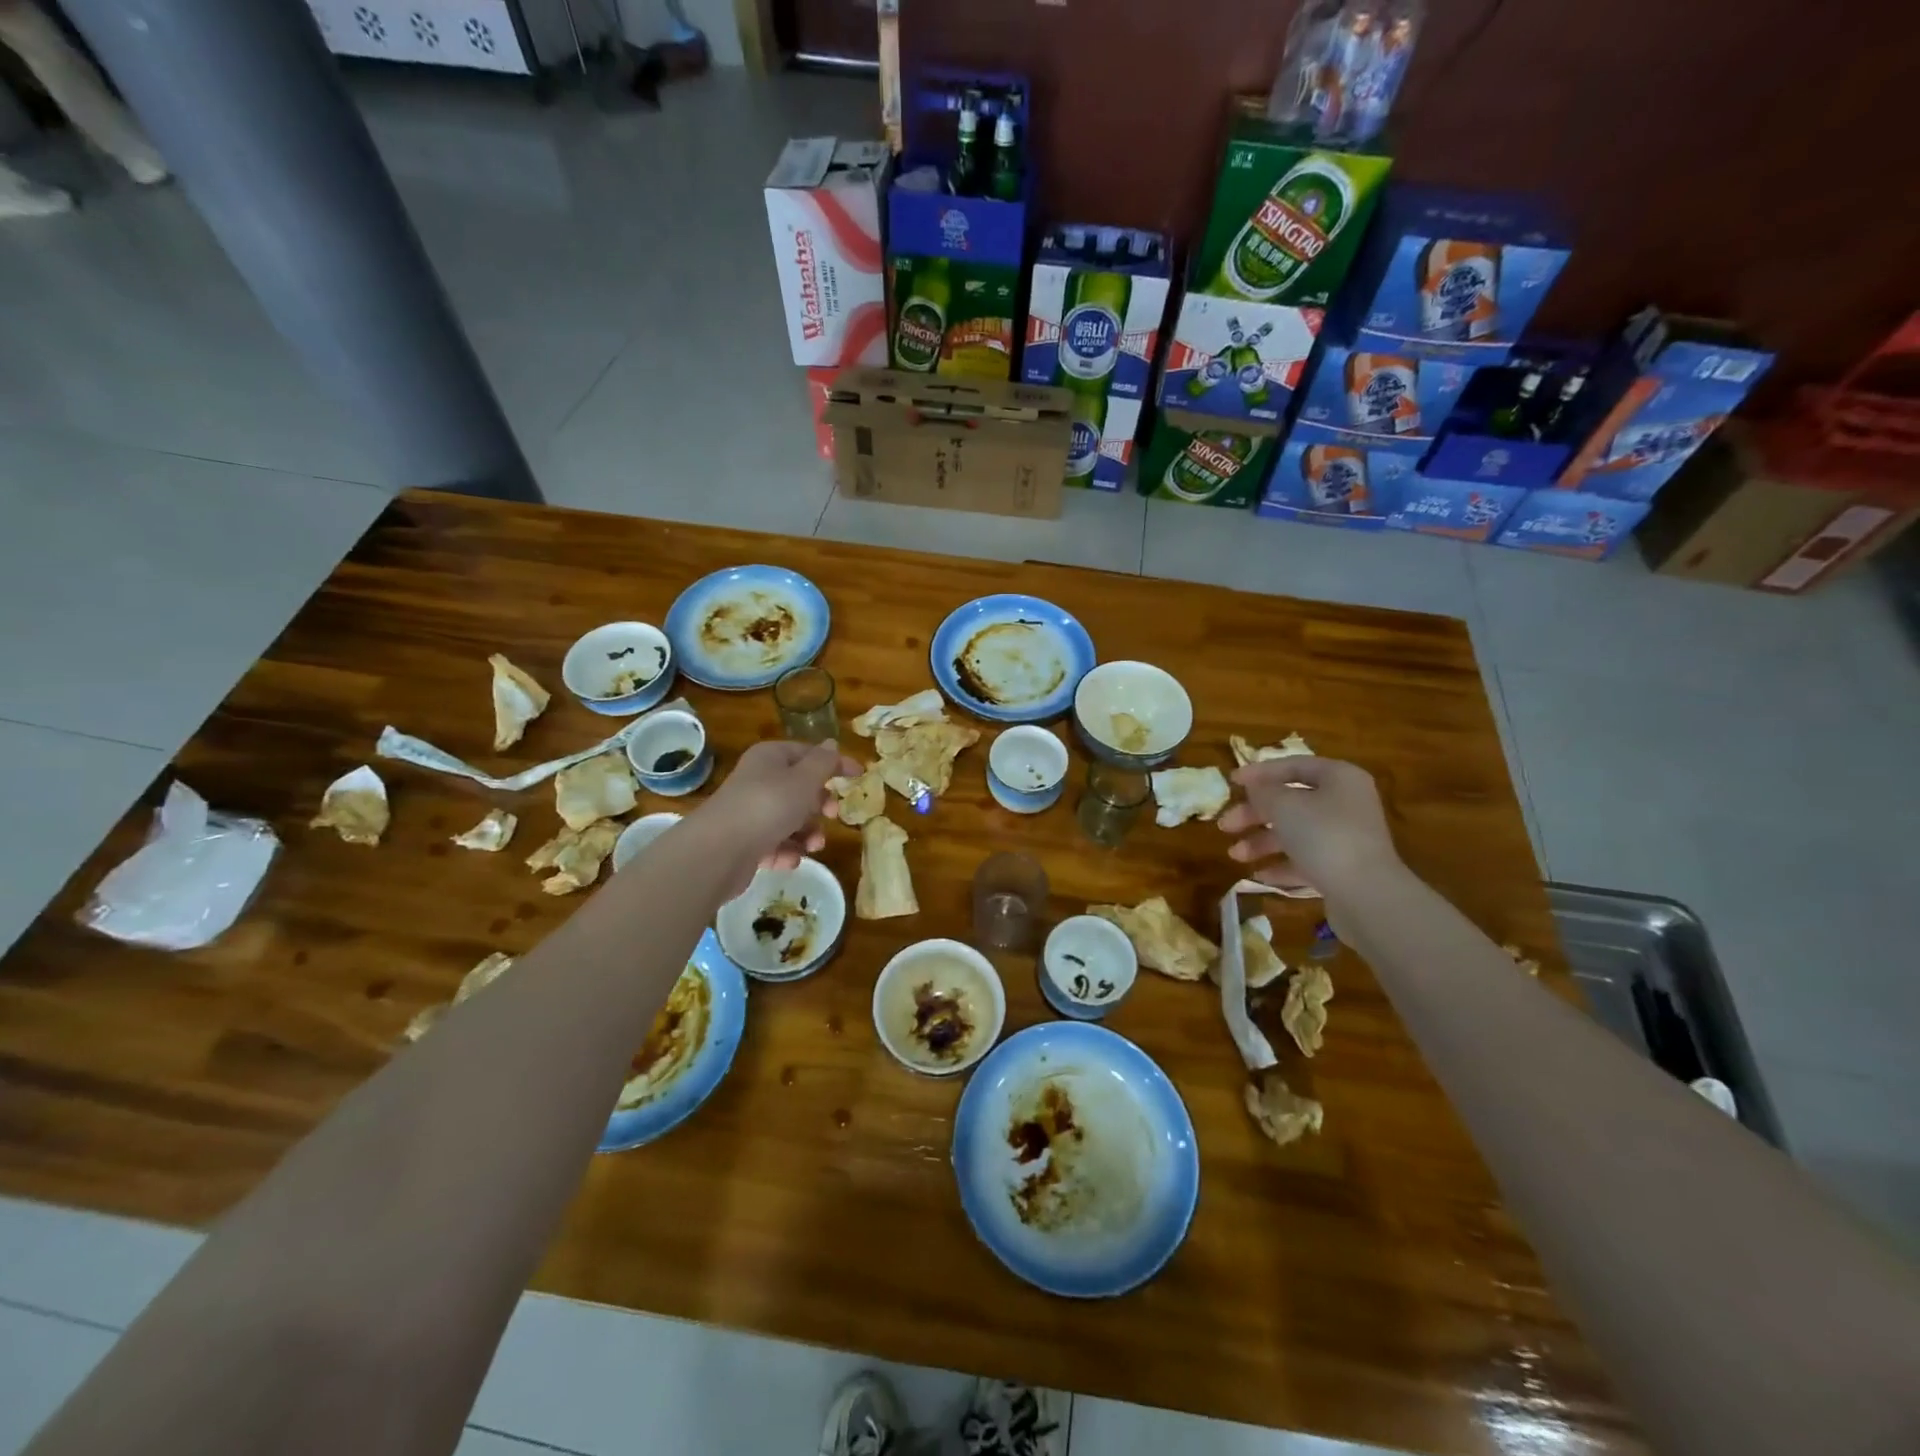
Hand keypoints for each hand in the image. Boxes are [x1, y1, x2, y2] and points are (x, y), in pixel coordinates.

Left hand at [696, 740, 860, 896]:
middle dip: (820, 805)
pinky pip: (775, 843)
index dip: (835, 763)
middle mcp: (759, 781)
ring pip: (790, 819)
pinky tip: (789, 859)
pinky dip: (787, 851)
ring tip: (812, 846)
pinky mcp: (745, 842)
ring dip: (808, 833)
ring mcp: (750, 812)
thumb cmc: (768, 806)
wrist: (719, 851)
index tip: (860, 776)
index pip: (809, 754)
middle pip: (800, 789)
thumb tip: (831, 744)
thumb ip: (823, 763)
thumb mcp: (804, 780)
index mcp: (770, 758)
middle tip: (830, 814)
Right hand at [1217, 755, 1402, 900]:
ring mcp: (1346, 837)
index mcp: (1339, 778)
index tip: (1231, 782)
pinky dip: (1281, 864)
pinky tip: (1258, 874)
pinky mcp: (1343, 867)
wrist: (1367, 895)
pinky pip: (1306, 859)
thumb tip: (1254, 786)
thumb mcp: (1284, 806)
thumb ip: (1264, 791)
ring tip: (1235, 855)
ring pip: (1296, 832)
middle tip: (1225, 825)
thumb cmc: (1323, 836)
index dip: (1260, 772)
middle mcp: (1345, 803)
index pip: (1294, 766)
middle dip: (1255, 814)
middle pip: (1291, 801)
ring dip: (1262, 841)